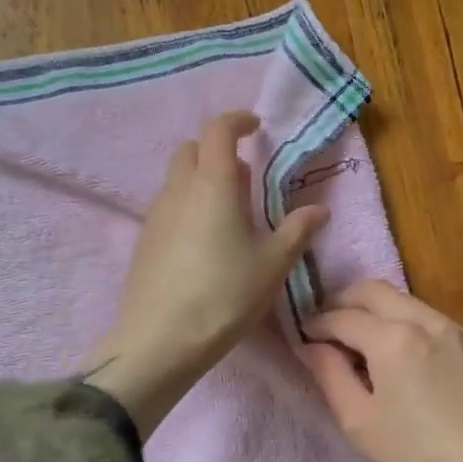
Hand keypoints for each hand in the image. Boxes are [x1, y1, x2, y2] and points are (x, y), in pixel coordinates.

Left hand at [86, 111, 327, 438]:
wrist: (160, 340)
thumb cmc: (225, 295)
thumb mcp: (272, 264)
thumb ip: (297, 231)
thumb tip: (319, 210)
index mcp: (213, 184)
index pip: (218, 130)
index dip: (237, 121)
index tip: (256, 127)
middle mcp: (178, 190)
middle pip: (192, 150)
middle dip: (217, 151)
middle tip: (245, 179)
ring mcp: (155, 215)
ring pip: (177, 179)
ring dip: (202, 180)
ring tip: (229, 215)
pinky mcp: (143, 241)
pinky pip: (167, 206)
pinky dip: (187, 206)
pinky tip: (204, 243)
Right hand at [298, 279, 462, 461]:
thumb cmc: (420, 457)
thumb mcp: (360, 423)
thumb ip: (330, 375)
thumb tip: (312, 346)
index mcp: (392, 338)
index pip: (341, 316)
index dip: (316, 324)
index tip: (303, 338)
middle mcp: (422, 320)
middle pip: (371, 290)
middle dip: (341, 302)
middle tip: (325, 328)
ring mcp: (451, 328)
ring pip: (400, 298)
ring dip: (372, 308)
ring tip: (357, 340)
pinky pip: (423, 314)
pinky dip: (399, 319)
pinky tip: (394, 351)